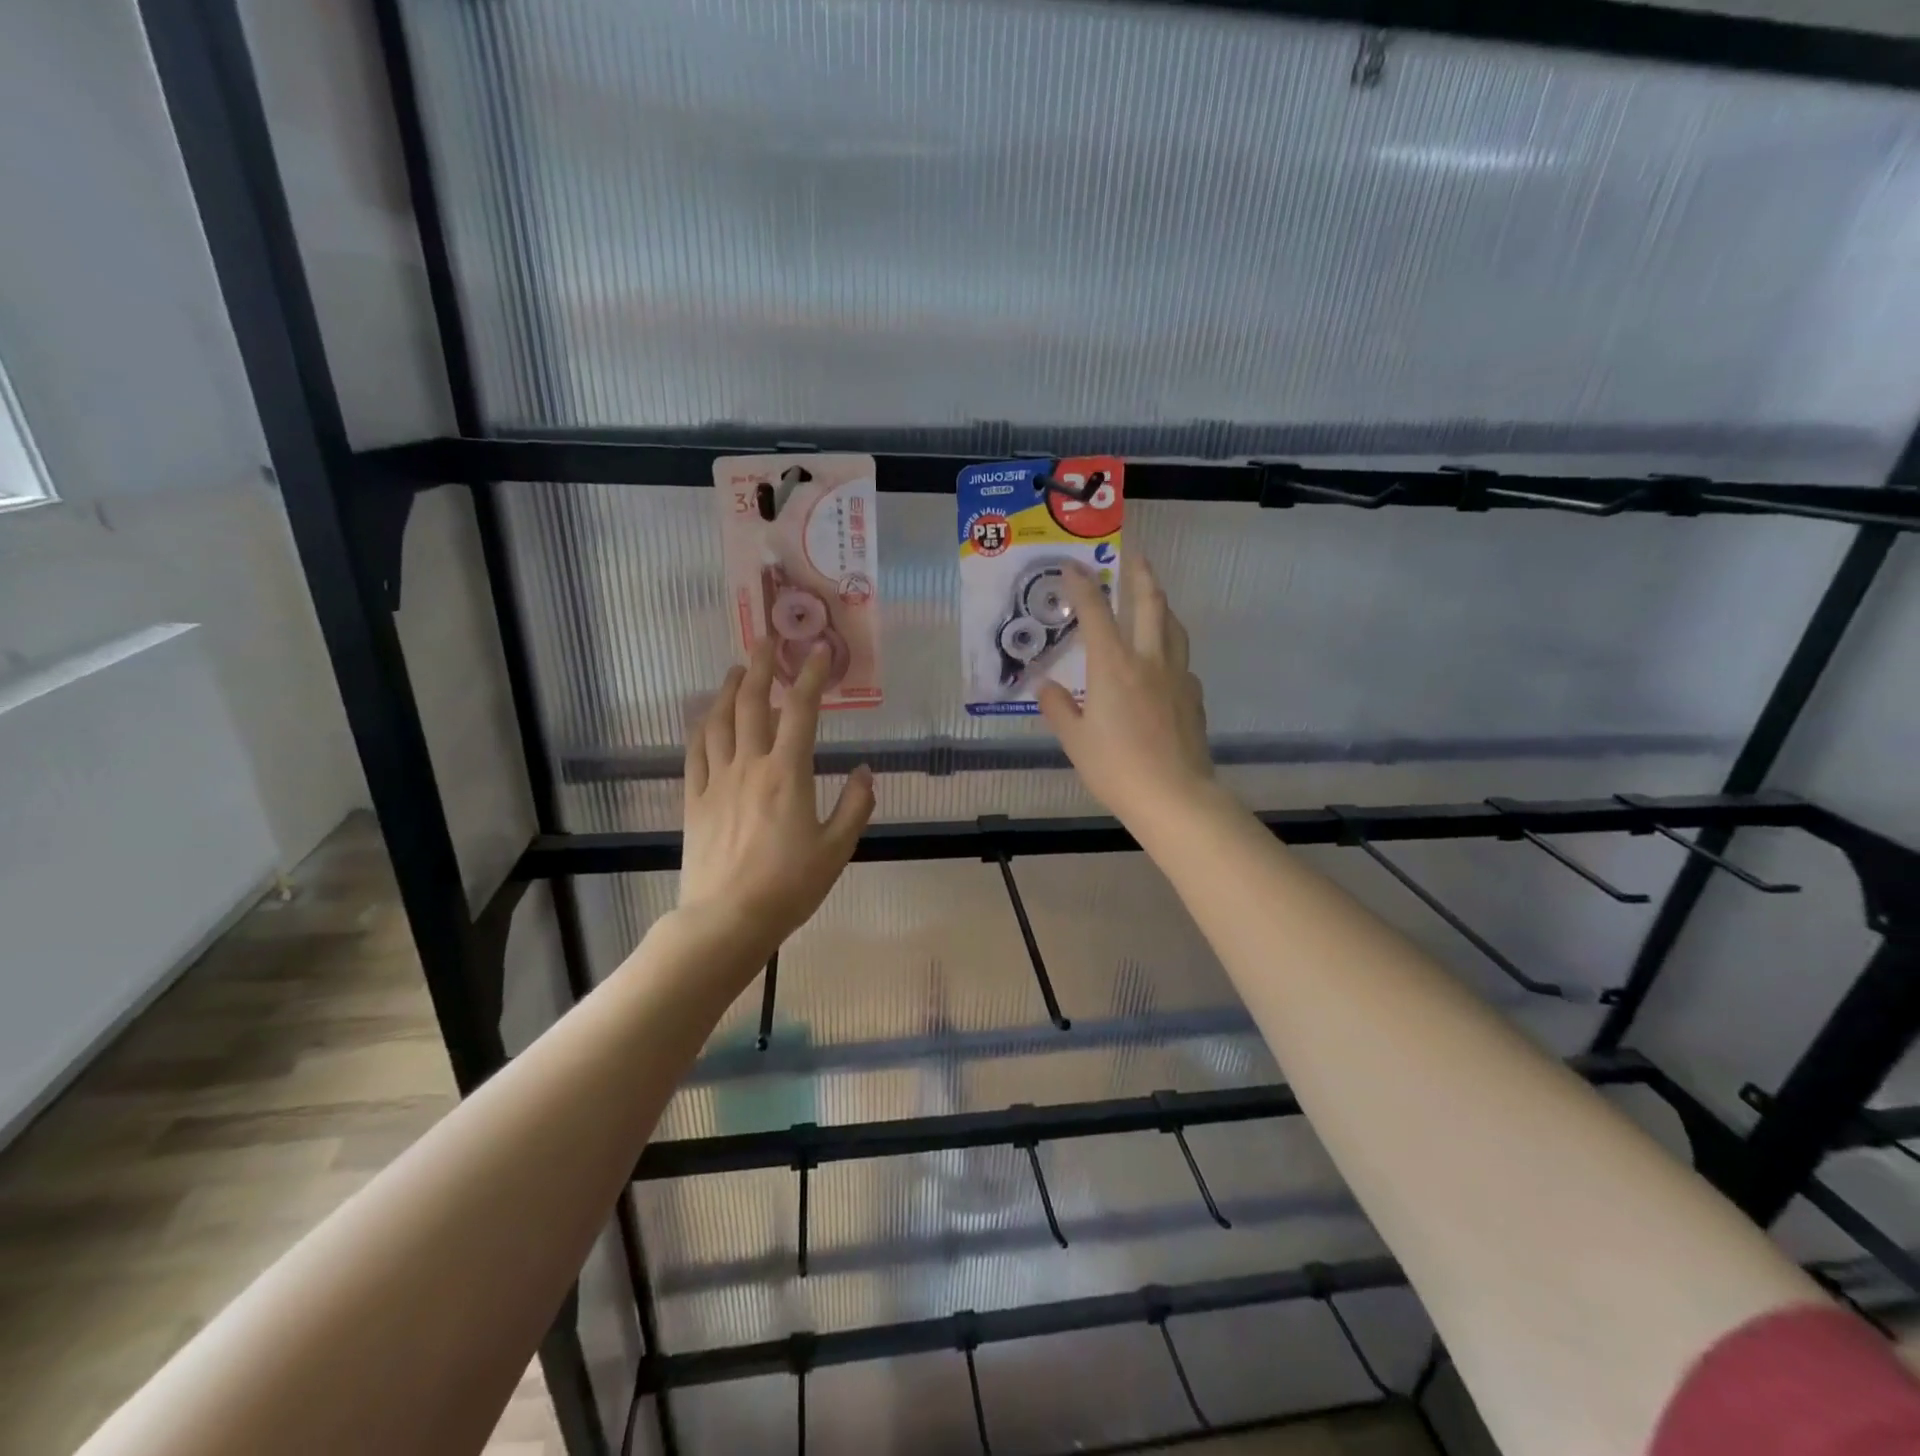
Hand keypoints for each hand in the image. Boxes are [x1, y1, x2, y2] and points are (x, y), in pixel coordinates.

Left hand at [680, 639, 874, 952]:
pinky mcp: (694, 800)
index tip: (817, 650)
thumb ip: (855, 806)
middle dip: (761, 667)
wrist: (728, 919)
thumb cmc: (790, 886)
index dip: (810, 676)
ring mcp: (717, 781)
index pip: (800, 711)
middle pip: (751, 703)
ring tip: (736, 670)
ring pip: (719, 721)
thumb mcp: (837, 848)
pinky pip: (695, 752)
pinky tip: (705, 716)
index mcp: (787, 774)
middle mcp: (750, 766)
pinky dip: (701, 727)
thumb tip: (865, 771)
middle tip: (766, 640)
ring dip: (727, 689)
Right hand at [1037, 554, 1212, 825]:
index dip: (1083, 585)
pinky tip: (1163, 663)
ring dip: (1161, 605)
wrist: (1175, 797)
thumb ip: (1059, 709)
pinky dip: (1170, 648)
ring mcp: (1177, 676)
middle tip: (1134, 556)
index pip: (1096, 613)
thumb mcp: (1076, 741)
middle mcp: (1149, 660)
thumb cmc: (1117, 768)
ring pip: (1173, 627)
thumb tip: (1047, 688)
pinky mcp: (1193, 697)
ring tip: (1153, 599)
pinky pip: (1181, 660)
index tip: (1073, 565)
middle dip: (1140, 575)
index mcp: (1114, 666)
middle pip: (1150, 604)